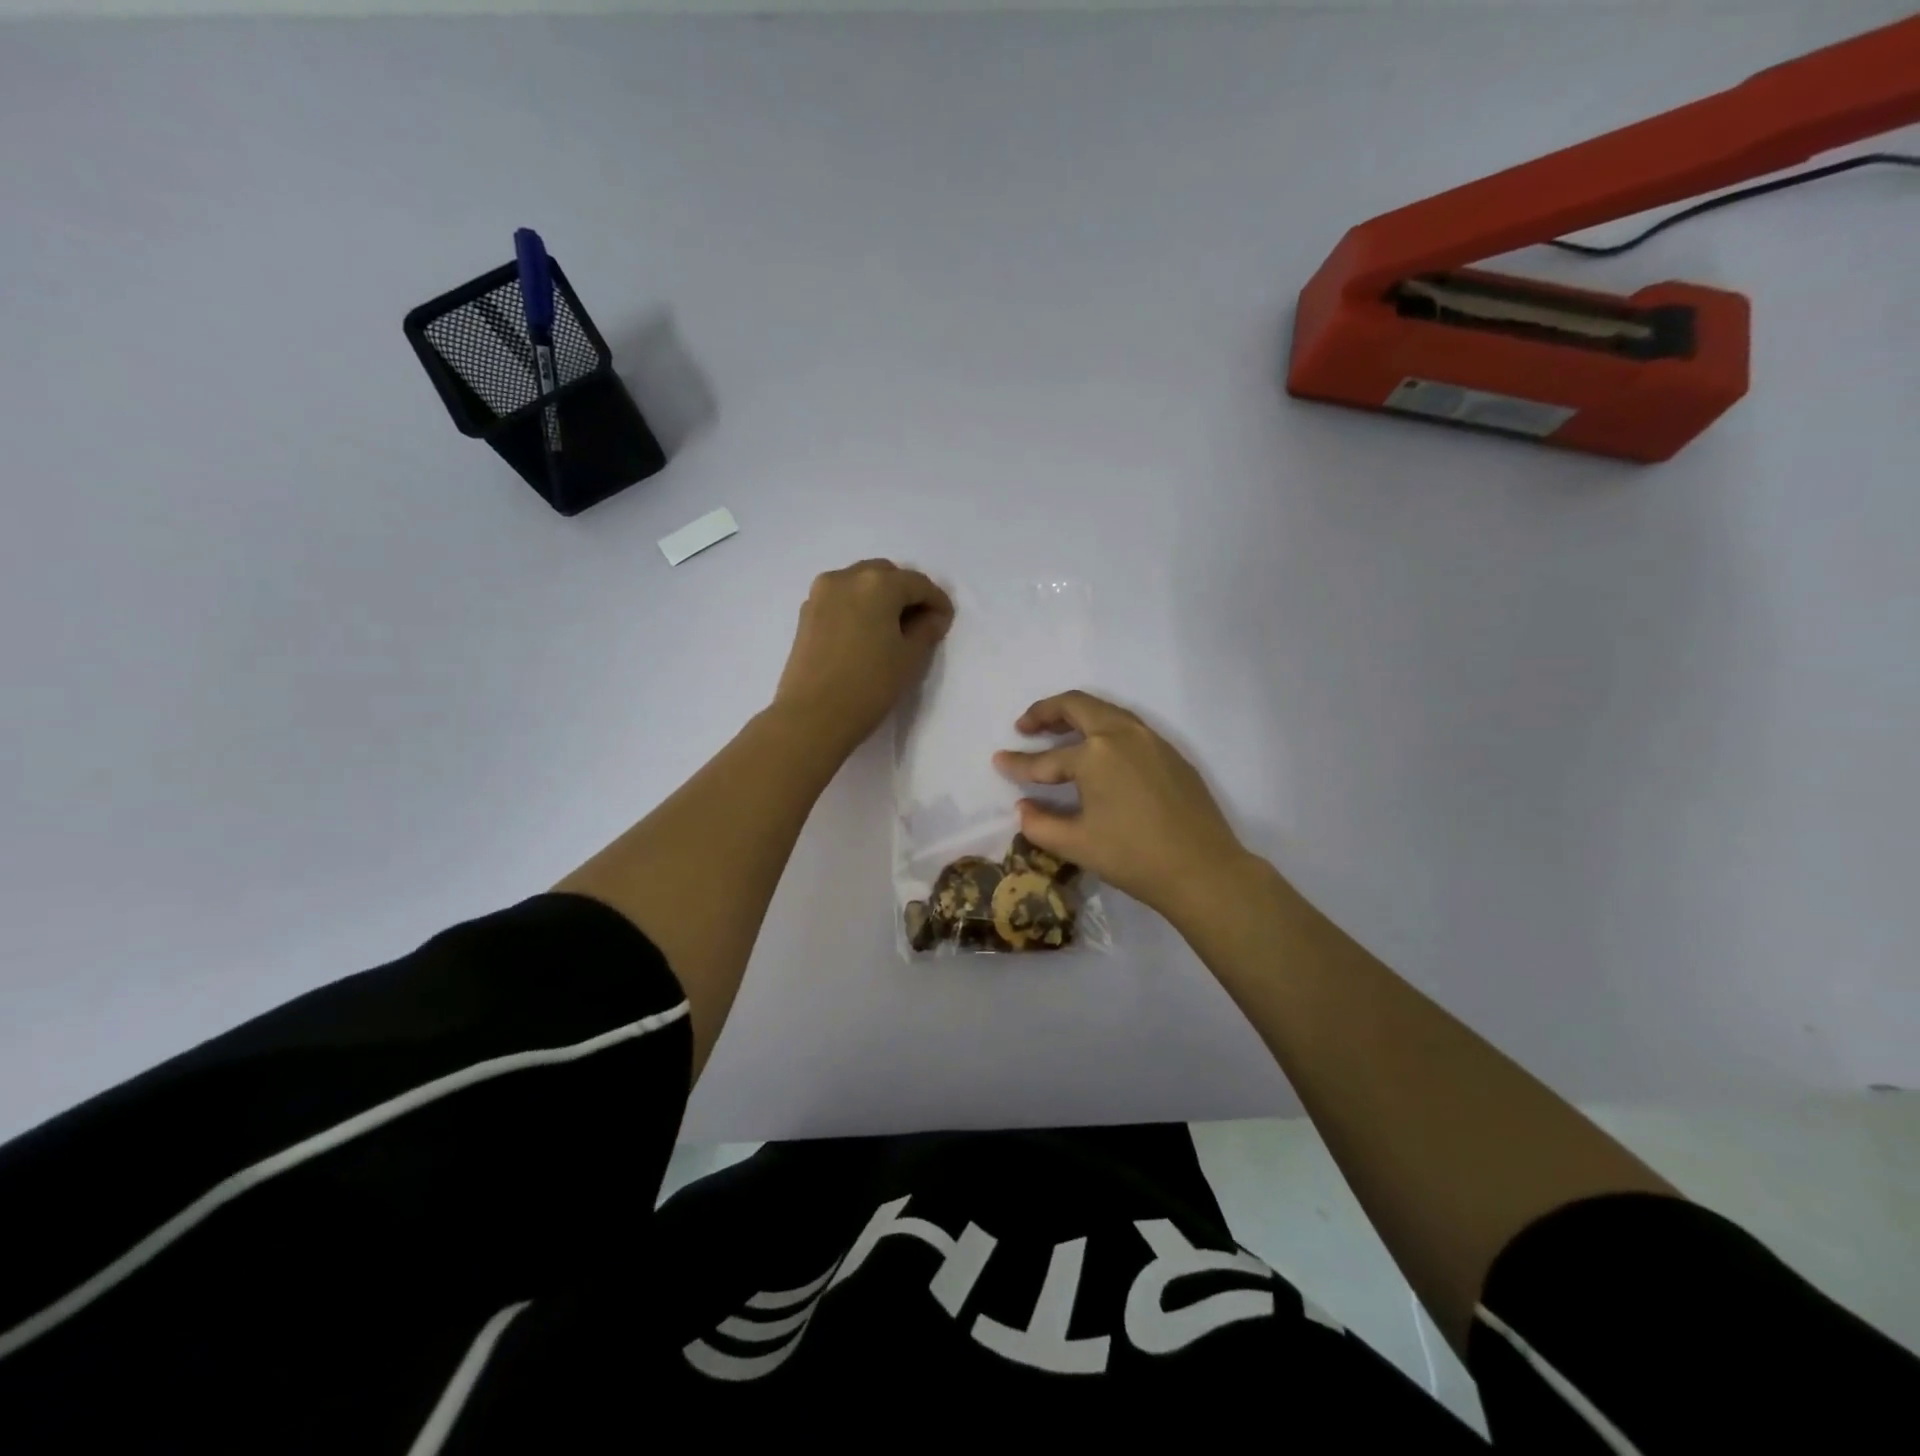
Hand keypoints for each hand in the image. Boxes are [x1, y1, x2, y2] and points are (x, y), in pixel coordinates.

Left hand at [773, 559, 954, 756]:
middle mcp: (846, 577)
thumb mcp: (910, 658)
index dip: (937, 601)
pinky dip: (858, 607)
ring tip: (893, 629)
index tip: (946, 622)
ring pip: (860, 584)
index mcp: (877, 583)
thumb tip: (932, 617)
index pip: (918, 583)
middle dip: (906, 594)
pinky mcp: (806, 614)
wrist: (812, 716)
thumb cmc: (869, 685)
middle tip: (920, 623)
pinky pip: (841, 599)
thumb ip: (927, 629)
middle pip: (886, 575)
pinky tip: (867, 634)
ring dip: (881, 598)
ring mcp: (821, 594)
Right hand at [993, 690, 1249, 923]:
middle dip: (1046, 712)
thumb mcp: (1077, 845)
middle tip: (1025, 726)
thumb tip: (1023, 809)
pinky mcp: (1171, 754)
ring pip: (1106, 711)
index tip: (998, 761)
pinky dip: (1104, 729)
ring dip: (1078, 716)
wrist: (1203, 870)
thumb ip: (1040, 824)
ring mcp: (1152, 740)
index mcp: (1095, 755)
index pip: (1046, 759)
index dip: (1018, 763)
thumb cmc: (1133, 857)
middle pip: (1077, 706)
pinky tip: (1100, 754)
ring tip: (1058, 733)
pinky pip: (1129, 727)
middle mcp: (1122, 735)